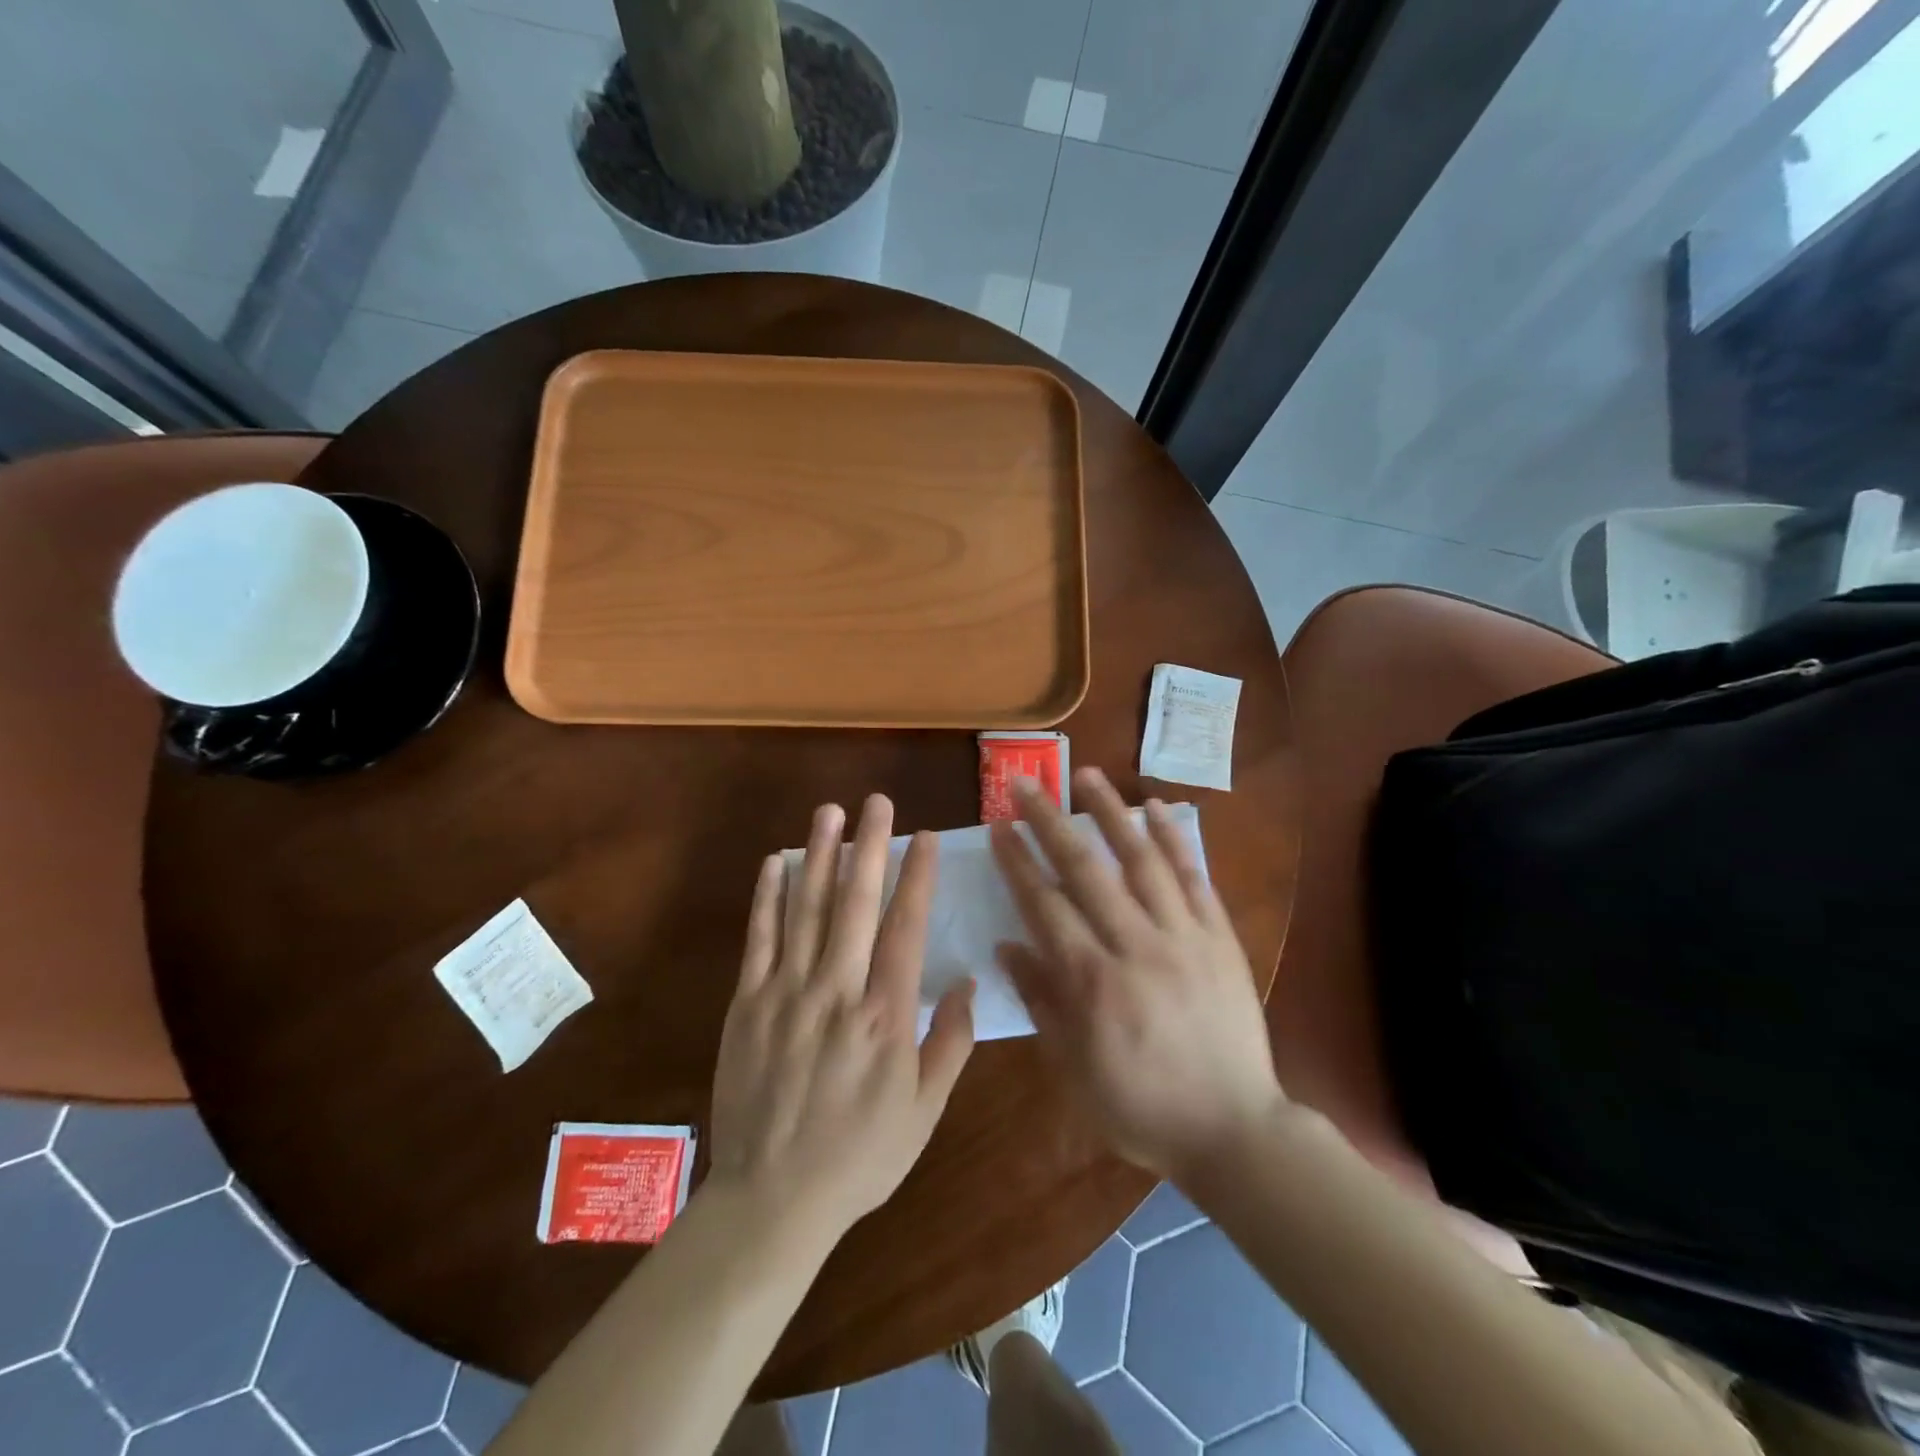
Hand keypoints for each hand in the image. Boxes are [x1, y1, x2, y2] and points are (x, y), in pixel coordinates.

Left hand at [708, 795, 975, 1238]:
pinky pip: (759, 939)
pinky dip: (767, 897)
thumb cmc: (859, 1157)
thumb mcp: (924, 1113)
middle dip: (868, 846)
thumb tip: (967, 985)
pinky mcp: (748, 1004)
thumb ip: (948, 1045)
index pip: (905, 929)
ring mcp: (787, 993)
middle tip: (875, 802)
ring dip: (818, 855)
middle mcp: (837, 992)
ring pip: (806, 909)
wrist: (772, 1199)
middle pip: (855, 904)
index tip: (923, 837)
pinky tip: (774, 862)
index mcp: (885, 1017)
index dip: (916, 877)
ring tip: (828, 812)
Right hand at [990, 767, 1284, 1181]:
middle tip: (1025, 784)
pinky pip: (1194, 877)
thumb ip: (1040, 1001)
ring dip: (1110, 813)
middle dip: (1049, 822)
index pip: (1044, 904)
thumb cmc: (1142, 1107)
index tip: (999, 826)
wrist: (1235, 1129)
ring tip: (1086, 775)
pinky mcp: (1218, 937)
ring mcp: (1182, 936)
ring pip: (1140, 859)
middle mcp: (1134, 945)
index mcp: (1092, 981)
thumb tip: (1007, 946)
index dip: (1017, 862)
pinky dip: (1174, 839)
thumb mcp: (1074, 1069)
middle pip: (1084, 869)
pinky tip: (1156, 807)